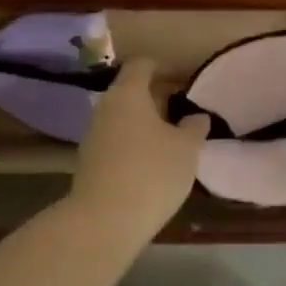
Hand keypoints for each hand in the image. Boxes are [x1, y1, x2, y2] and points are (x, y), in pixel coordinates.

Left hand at [68, 60, 209, 245]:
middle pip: (131, 91)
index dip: (163, 68)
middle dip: (157, 98)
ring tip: (172, 140)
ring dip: (145, 123)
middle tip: (183, 111)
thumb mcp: (186, 149)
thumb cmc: (151, 173)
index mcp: (128, 93)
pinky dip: (133, 144)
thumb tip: (196, 116)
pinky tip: (152, 163)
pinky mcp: (89, 161)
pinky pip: (116, 141)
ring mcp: (93, 134)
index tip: (184, 80)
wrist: (103, 220)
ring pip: (123, 117)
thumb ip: (194, 127)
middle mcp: (106, 107)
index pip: (142, 65)